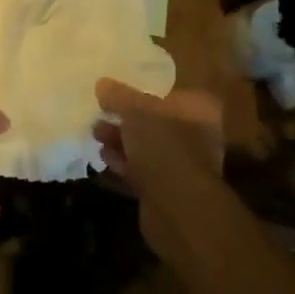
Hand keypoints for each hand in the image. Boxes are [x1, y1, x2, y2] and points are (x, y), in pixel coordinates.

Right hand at [92, 79, 225, 258]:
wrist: (178, 209)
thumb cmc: (164, 146)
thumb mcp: (136, 111)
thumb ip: (119, 96)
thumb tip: (102, 83)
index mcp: (198, 110)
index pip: (171, 93)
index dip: (144, 91)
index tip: (118, 92)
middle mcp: (196, 135)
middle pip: (156, 121)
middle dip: (127, 118)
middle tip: (100, 113)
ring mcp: (183, 166)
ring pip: (147, 147)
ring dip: (122, 141)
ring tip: (95, 133)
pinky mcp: (167, 190)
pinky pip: (142, 170)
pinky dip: (124, 163)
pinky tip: (103, 157)